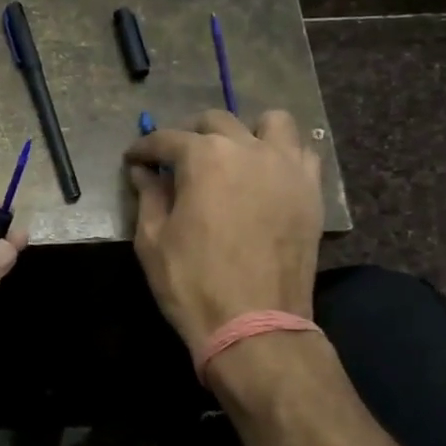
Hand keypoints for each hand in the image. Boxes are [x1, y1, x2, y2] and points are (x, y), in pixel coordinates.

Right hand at [125, 109, 323, 351]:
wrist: (255, 324)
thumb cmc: (193, 283)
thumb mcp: (153, 241)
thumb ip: (149, 197)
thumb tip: (143, 172)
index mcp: (204, 157)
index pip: (167, 139)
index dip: (144, 149)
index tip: (134, 160)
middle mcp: (248, 149)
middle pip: (216, 121)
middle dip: (191, 136)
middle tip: (178, 162)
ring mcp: (286, 167)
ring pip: (271, 123)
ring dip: (248, 132)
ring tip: (234, 157)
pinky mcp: (311, 191)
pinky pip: (303, 154)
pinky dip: (284, 155)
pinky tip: (268, 176)